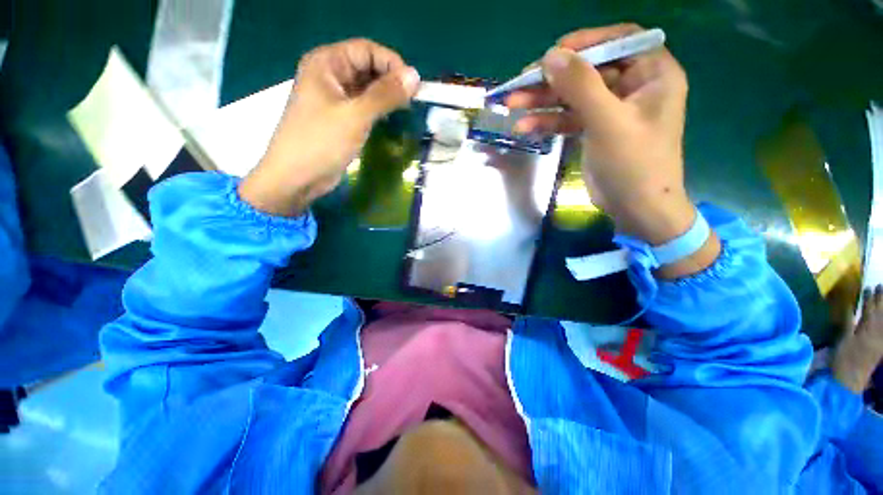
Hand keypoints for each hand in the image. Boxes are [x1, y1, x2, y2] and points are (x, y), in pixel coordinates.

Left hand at [239, 39, 420, 216]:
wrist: (297, 177)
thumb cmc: (321, 142)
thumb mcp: (355, 116)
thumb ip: (386, 95)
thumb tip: (415, 76)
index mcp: (326, 63)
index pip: (366, 50)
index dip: (392, 63)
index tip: (414, 87)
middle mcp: (329, 75)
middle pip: (367, 67)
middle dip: (390, 81)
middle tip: (412, 101)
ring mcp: (333, 98)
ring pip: (366, 88)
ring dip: (386, 97)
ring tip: (405, 111)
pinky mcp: (339, 118)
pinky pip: (363, 106)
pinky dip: (378, 110)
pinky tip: (391, 119)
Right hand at [507, 24, 718, 276]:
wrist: (635, 209)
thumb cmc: (634, 164)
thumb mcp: (608, 122)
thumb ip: (580, 86)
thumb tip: (550, 56)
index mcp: (652, 74)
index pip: (620, 40)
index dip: (585, 42)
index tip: (553, 54)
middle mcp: (633, 86)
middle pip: (588, 70)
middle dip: (552, 79)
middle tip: (520, 84)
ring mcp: (611, 110)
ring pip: (573, 96)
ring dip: (542, 102)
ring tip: (513, 106)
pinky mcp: (594, 130)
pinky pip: (568, 119)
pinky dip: (547, 122)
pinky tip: (525, 127)